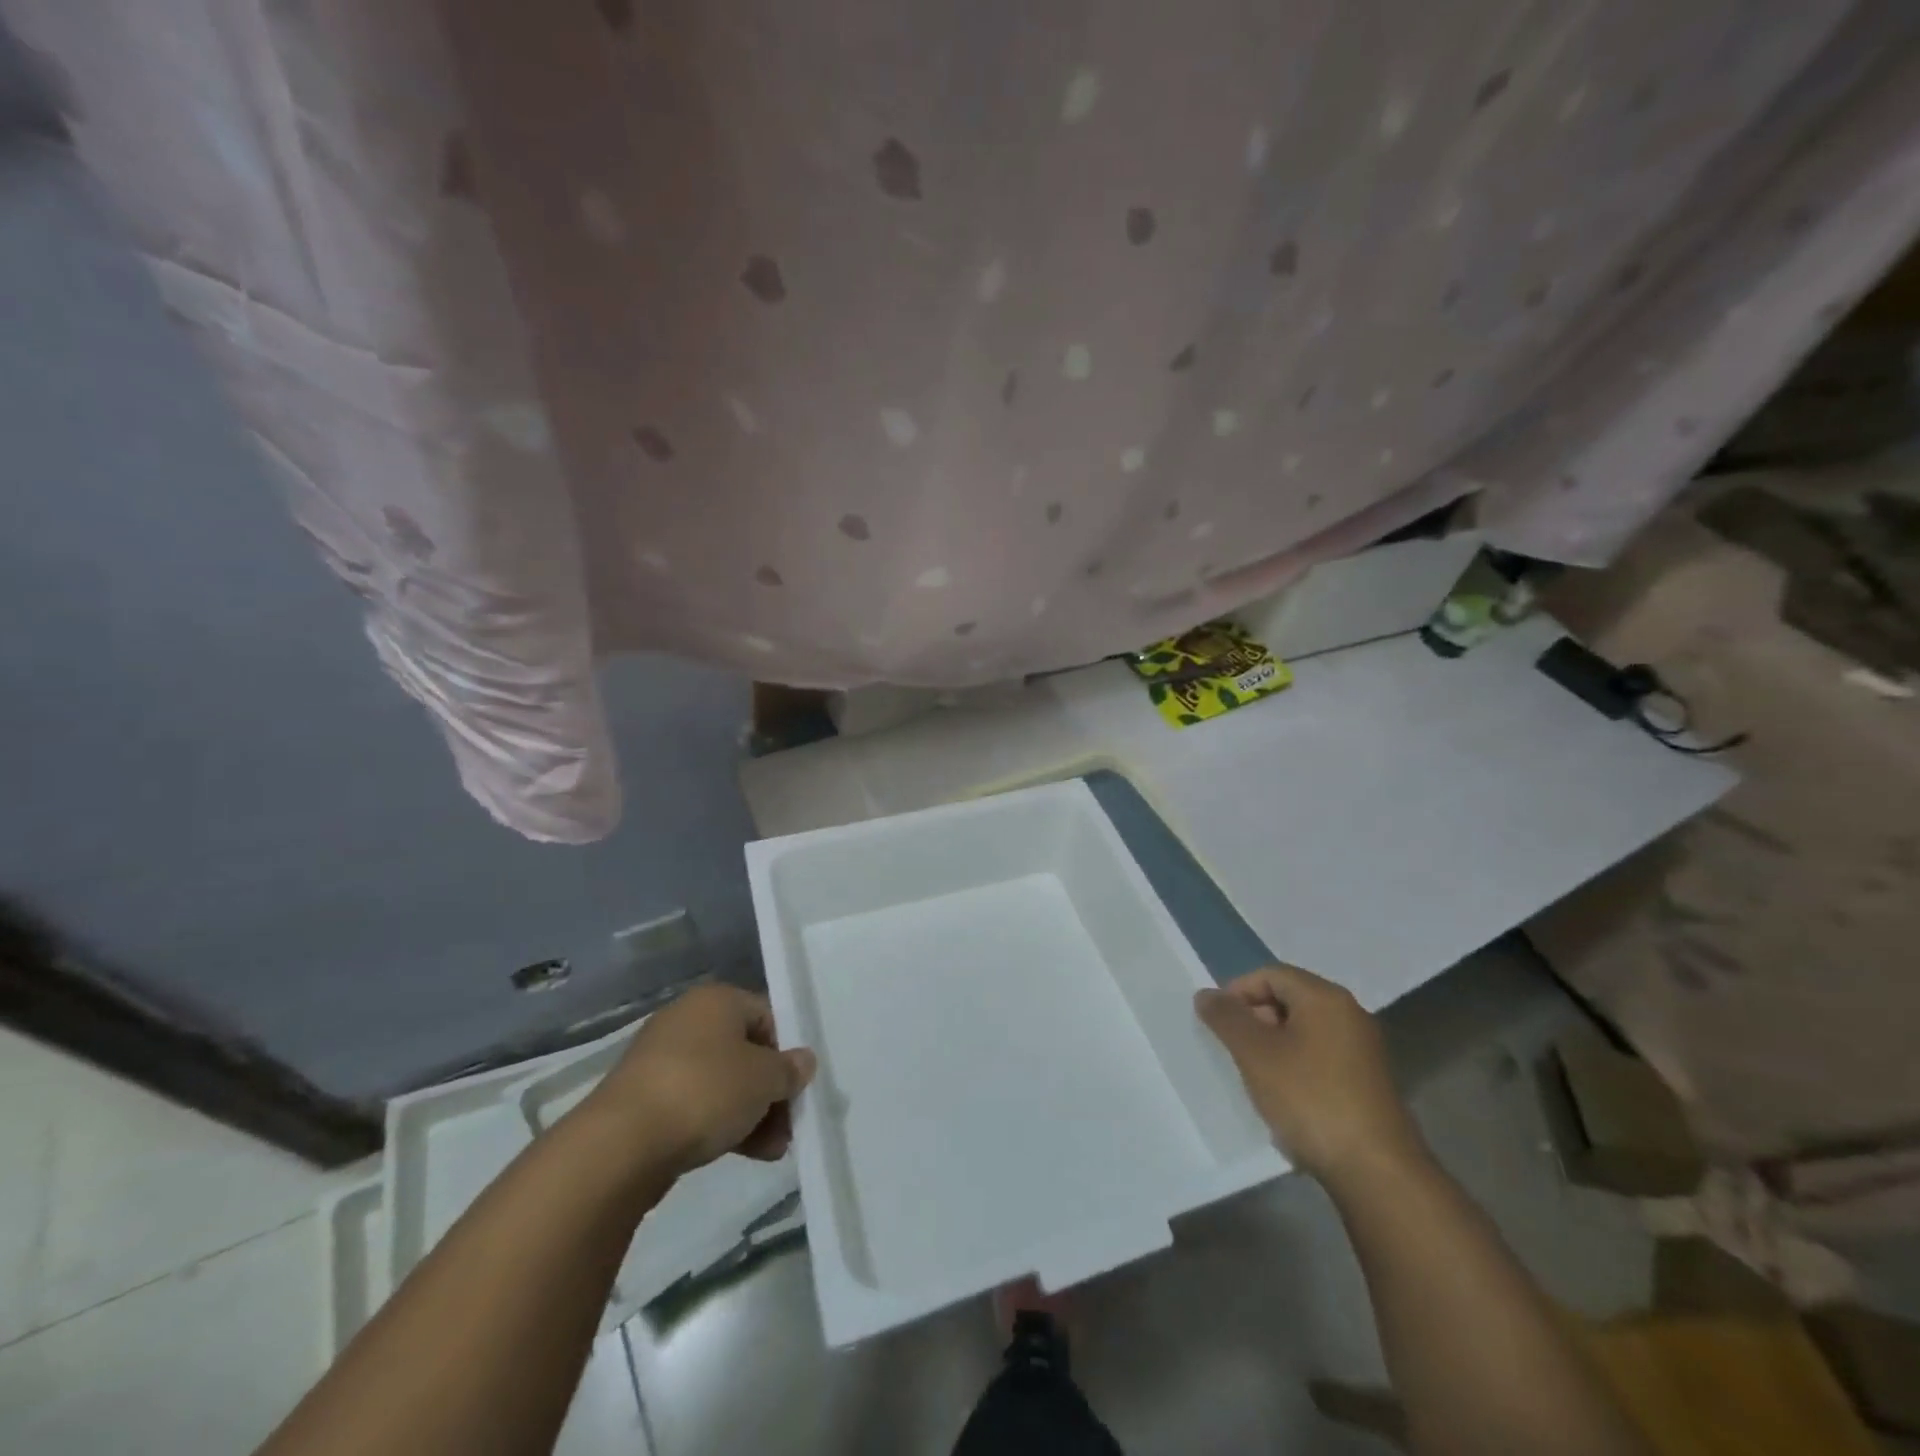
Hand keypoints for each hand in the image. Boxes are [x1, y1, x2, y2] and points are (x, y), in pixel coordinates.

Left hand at [588, 982, 815, 1176]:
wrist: (621, 1145)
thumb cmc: (705, 1091)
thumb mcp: (764, 1079)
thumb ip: (789, 1070)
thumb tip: (803, 1061)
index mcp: (717, 1000)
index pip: (767, 1016)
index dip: (787, 1051)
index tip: (798, 1086)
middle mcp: (687, 1020)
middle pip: (744, 1052)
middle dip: (770, 1091)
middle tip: (789, 1124)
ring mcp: (662, 1061)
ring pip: (721, 1082)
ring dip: (750, 1113)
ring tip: (772, 1150)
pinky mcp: (644, 1099)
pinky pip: (695, 1104)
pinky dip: (719, 1124)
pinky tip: (743, 1154)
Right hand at [1195, 965, 1424, 1186]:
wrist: (1376, 1172)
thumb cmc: (1310, 1099)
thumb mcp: (1255, 1054)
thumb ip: (1226, 1018)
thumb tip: (1206, 994)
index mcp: (1325, 998)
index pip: (1270, 974)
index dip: (1238, 992)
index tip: (1218, 1023)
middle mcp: (1349, 1015)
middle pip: (1289, 999)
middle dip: (1256, 1020)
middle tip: (1235, 1051)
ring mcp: (1363, 1050)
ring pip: (1303, 1031)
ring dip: (1273, 1047)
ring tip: (1256, 1078)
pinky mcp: (1368, 1083)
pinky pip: (1320, 1058)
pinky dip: (1296, 1068)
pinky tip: (1286, 1100)